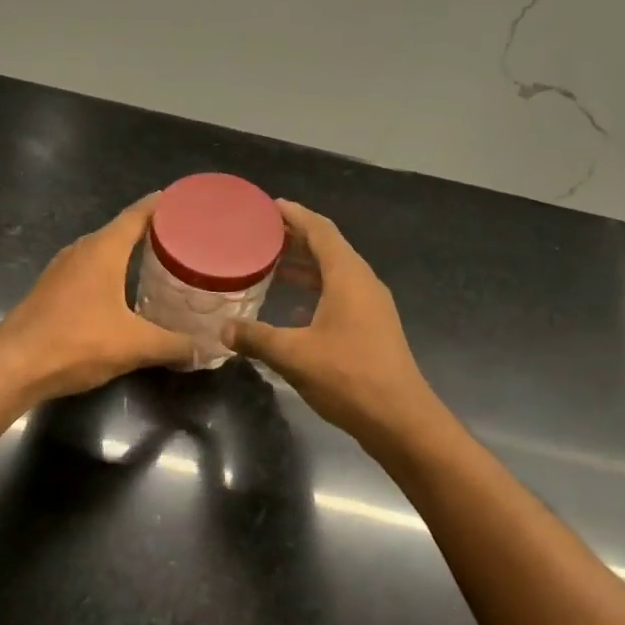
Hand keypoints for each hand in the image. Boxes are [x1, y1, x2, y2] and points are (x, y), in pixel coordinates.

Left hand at [0, 194, 195, 400]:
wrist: (14, 365)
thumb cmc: (77, 342)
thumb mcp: (135, 345)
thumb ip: (173, 345)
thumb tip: (205, 349)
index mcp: (103, 249)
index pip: (136, 214)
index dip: (160, 205)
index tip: (184, 201)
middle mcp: (81, 250)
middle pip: (120, 231)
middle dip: (150, 232)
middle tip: (183, 238)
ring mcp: (62, 270)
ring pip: (102, 252)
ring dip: (128, 254)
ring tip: (158, 263)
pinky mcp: (51, 290)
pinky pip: (89, 270)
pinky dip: (110, 273)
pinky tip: (123, 292)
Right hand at [223, 200, 435, 443]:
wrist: (400, 419)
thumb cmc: (348, 376)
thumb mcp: (293, 355)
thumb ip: (256, 338)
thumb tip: (223, 330)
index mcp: (348, 276)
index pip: (320, 230)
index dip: (296, 215)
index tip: (270, 205)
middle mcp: (363, 282)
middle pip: (329, 247)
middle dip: (297, 237)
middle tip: (262, 234)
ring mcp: (372, 305)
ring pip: (336, 272)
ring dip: (307, 264)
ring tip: (273, 263)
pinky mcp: (373, 326)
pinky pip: (341, 292)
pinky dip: (316, 288)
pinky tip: (295, 305)